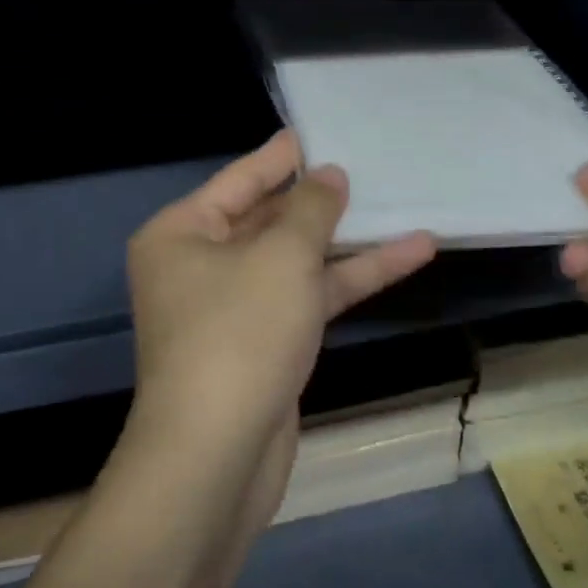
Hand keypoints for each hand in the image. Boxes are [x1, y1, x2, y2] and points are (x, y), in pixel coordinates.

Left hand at [124, 131, 436, 502]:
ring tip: (405, 208)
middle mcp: (199, 266)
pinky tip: (406, 257)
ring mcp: (233, 308)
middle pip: (268, 219)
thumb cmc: (239, 334)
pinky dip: (350, 280)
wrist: (218, 456)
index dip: (282, 156)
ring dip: (348, 242)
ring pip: (295, 261)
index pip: (239, 180)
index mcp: (181, 234)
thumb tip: (328, 175)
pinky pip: (307, 297)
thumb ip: (310, 210)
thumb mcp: (281, 257)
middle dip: (320, 200)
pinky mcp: (264, 344)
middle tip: (367, 166)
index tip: (319, 131)